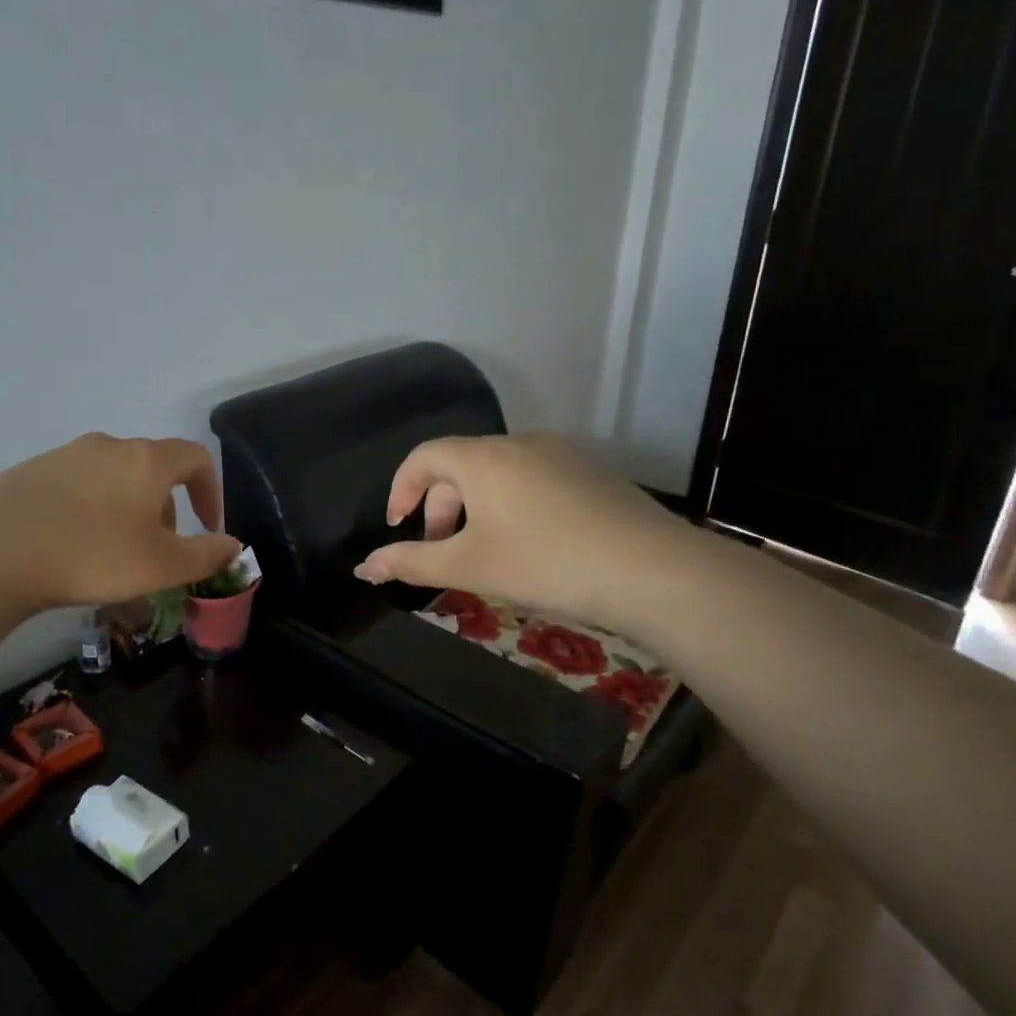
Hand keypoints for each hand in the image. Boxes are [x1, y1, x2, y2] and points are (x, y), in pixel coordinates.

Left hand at [0, 433, 241, 612]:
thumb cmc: (93, 556)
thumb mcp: (162, 566)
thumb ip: (206, 555)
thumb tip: (233, 545)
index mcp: (146, 460)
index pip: (196, 458)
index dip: (211, 491)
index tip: (208, 526)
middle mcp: (108, 446)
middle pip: (153, 468)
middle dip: (166, 508)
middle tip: (157, 551)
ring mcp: (64, 455)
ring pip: (113, 477)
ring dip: (127, 509)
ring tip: (113, 553)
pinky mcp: (30, 471)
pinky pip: (76, 485)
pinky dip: (89, 509)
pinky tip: (71, 546)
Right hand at [353, 434, 705, 639]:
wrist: (652, 572)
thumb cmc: (544, 563)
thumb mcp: (468, 567)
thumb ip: (410, 562)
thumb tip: (363, 566)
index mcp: (483, 458)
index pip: (424, 456)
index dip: (401, 489)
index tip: (398, 527)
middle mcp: (520, 444)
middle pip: (461, 465)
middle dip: (441, 507)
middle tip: (444, 551)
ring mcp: (561, 456)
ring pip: (499, 474)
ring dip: (477, 509)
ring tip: (486, 554)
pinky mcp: (592, 475)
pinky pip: (534, 481)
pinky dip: (514, 507)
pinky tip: (534, 548)